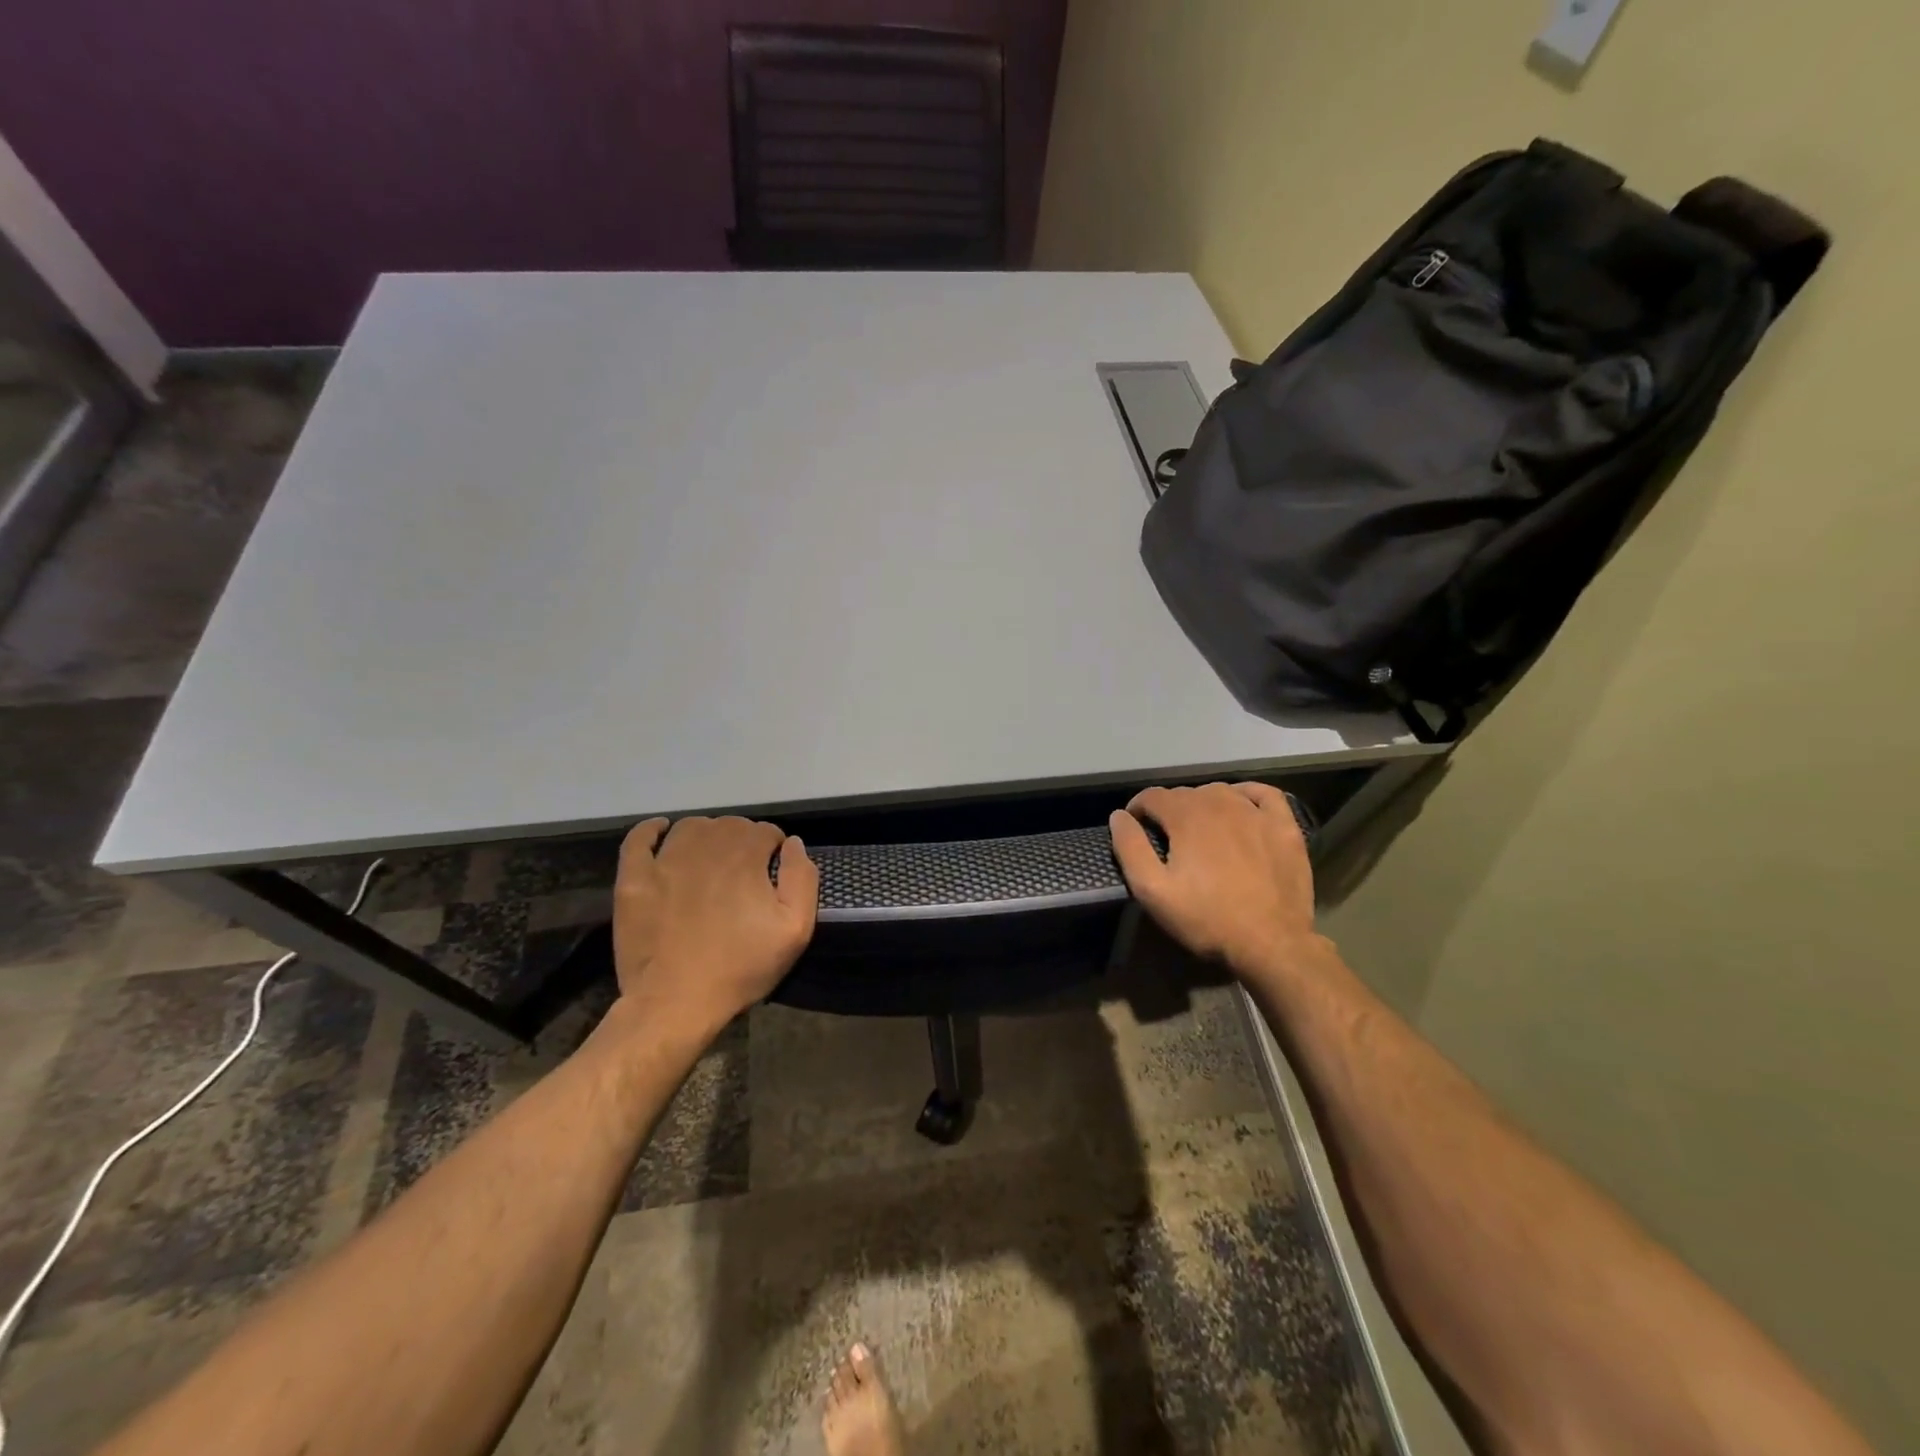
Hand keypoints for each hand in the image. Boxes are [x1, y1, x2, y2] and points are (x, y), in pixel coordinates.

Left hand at [611, 815, 818, 1036]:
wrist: (676, 1003)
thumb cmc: (741, 968)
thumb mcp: (795, 930)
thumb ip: (801, 878)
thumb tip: (792, 843)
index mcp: (745, 856)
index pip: (766, 831)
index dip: (773, 849)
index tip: (772, 873)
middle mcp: (705, 846)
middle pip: (730, 825)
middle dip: (743, 841)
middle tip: (745, 874)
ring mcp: (665, 860)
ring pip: (691, 827)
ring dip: (706, 835)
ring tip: (711, 860)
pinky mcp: (634, 879)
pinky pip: (639, 839)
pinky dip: (651, 830)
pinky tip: (662, 833)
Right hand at [1109, 782, 1322, 977]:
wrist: (1271, 944)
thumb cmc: (1206, 918)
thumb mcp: (1153, 891)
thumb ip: (1130, 848)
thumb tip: (1118, 816)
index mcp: (1186, 816)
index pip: (1152, 796)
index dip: (1137, 809)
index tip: (1135, 828)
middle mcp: (1220, 802)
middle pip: (1185, 793)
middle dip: (1169, 810)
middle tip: (1167, 840)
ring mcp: (1256, 812)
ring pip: (1220, 792)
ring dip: (1203, 804)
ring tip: (1199, 831)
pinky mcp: (1284, 827)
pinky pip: (1264, 794)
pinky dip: (1247, 794)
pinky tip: (1242, 808)